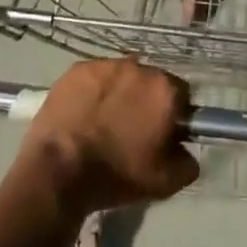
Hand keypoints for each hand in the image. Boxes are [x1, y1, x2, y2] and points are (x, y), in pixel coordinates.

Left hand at [13, 58, 198, 218]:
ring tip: (104, 120)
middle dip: (145, 100)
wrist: (59, 171)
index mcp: (165, 90)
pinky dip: (93, 91)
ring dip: (120, 92)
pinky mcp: (78, 69)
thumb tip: (187, 151)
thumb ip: (188, 162)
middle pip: (151, 81)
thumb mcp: (165, 182)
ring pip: (122, 76)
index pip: (181, 93)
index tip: (162, 131)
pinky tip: (83, 113)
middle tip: (132, 127)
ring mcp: (106, 64)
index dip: (173, 113)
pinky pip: (95, 77)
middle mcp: (139, 67)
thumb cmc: (116, 174)